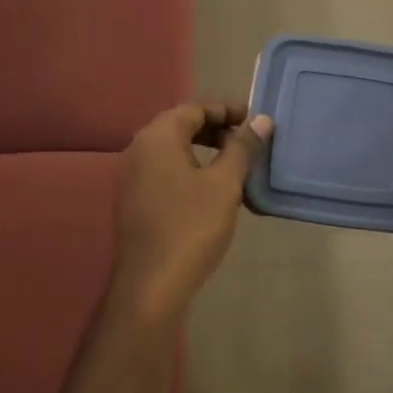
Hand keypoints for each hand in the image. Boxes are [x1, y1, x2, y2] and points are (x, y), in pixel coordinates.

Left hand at [112, 101, 271, 317]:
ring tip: (234, 165)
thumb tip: (260, 120)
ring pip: (172, 150)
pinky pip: (164, 171)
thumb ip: (242, 147)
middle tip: (246, 142)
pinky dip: (188, 169)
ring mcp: (131, 177)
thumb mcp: (225, 184)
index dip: (226, 110)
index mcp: (158, 137)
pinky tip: (210, 190)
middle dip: (215, 129)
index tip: (254, 121)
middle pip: (180, 126)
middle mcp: (138, 150)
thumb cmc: (192, 227)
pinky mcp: (133, 200)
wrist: (152, 283)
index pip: (194, 108)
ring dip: (203, 150)